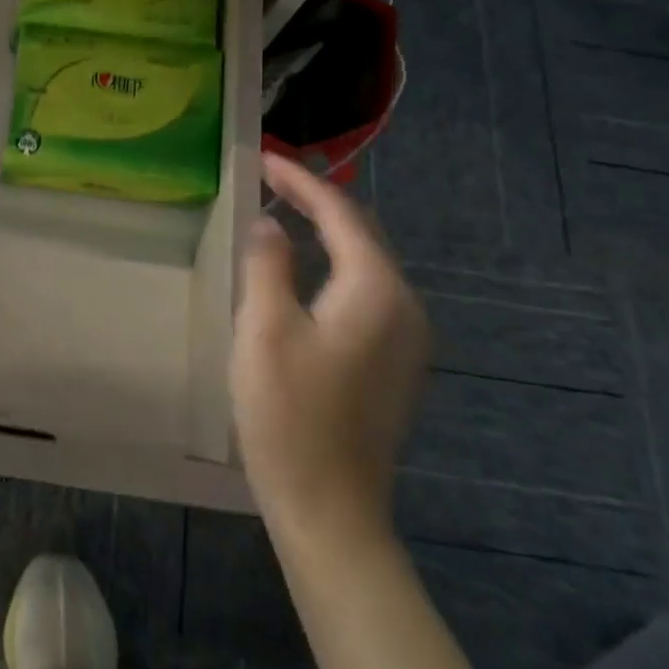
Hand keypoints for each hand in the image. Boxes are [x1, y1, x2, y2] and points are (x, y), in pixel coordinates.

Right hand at [232, 153, 428, 541]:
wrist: (330, 510)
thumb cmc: (290, 414)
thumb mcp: (265, 328)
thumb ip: (268, 263)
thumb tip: (270, 224)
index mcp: (377, 291)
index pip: (341, 213)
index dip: (301, 181)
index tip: (263, 158)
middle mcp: (405, 306)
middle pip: (361, 233)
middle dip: (316, 199)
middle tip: (270, 177)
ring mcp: (406, 339)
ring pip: (365, 262)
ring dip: (326, 231)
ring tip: (285, 210)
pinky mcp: (394, 363)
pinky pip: (365, 291)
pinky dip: (334, 264)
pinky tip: (305, 269)